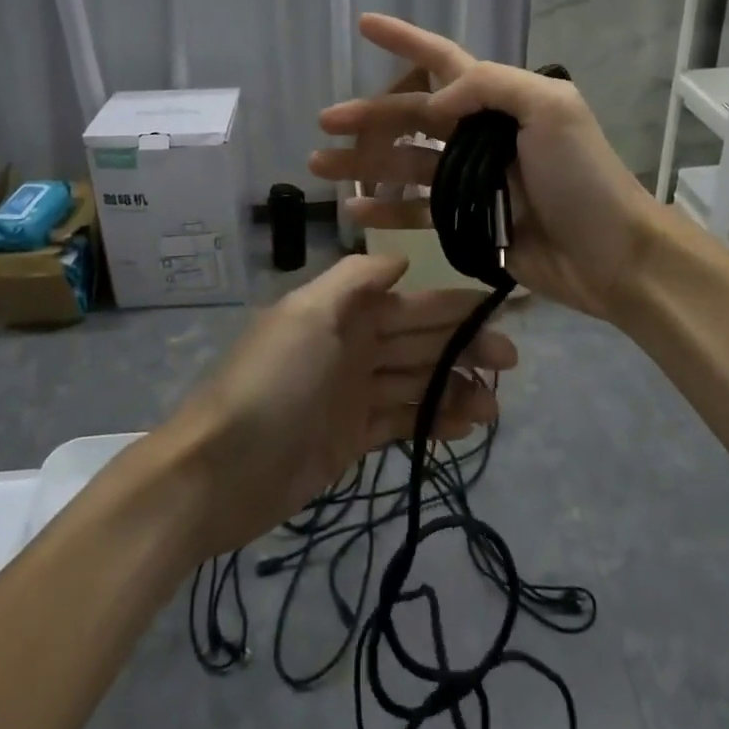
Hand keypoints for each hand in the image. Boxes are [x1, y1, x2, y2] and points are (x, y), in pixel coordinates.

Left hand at [165, 253, 515, 559]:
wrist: (219, 469)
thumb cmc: (271, 382)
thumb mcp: (308, 314)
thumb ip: (356, 280)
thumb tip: (401, 259)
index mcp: (345, 313)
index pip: (412, 304)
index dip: (455, 306)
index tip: (501, 311)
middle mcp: (353, 347)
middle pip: (420, 342)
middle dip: (465, 348)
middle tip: (509, 364)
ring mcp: (353, 394)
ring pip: (417, 383)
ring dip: (455, 390)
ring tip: (493, 409)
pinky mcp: (352, 437)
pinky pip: (402, 421)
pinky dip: (432, 422)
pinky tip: (463, 429)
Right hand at [309, 14, 663, 321]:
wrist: (611, 254)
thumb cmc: (583, 177)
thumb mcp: (551, 109)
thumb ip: (490, 86)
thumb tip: (434, 101)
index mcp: (498, 101)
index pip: (443, 60)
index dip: (405, 40)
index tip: (364, 25)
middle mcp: (479, 134)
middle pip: (412, 116)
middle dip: (369, 116)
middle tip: (324, 122)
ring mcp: (470, 180)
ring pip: (405, 163)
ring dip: (363, 162)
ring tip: (320, 166)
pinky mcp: (467, 221)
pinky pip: (417, 211)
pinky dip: (385, 208)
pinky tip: (354, 208)